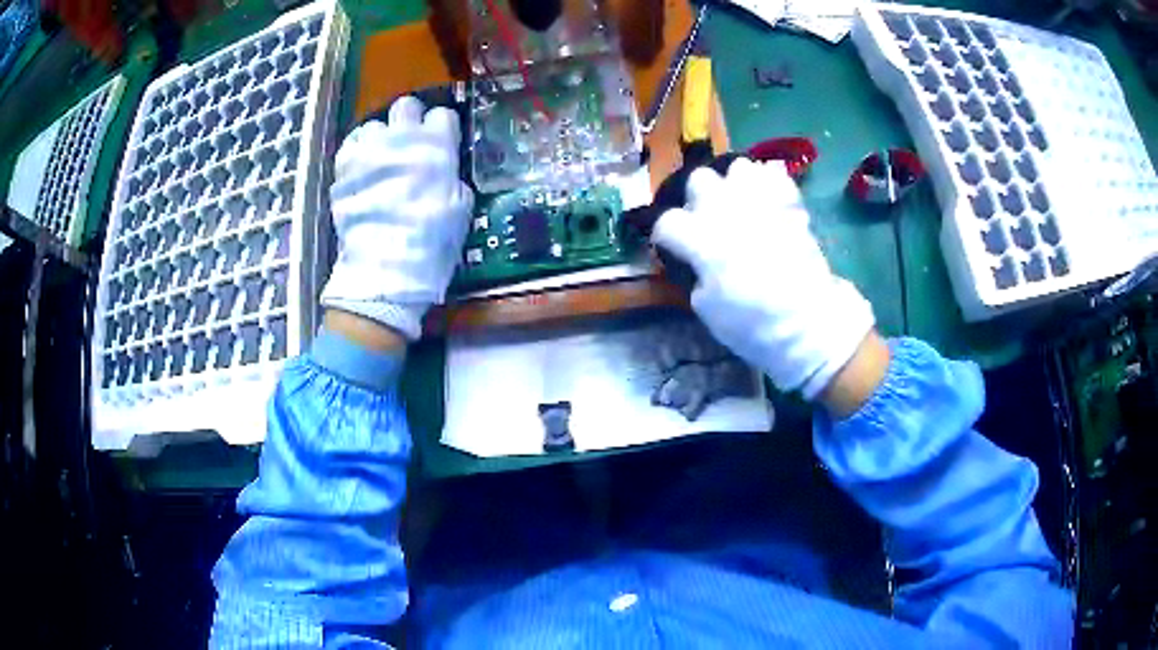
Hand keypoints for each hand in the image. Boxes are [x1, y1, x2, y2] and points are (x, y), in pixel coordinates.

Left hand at [321, 96, 472, 340]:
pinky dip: (358, 153)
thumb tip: (445, 171)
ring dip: (380, 137)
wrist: (386, 266)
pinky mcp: (344, 166)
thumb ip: (452, 177)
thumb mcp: (460, 208)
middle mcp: (402, 137)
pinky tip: (362, 170)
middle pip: (405, 106)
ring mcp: (369, 149)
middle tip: (408, 141)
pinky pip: (351, 144)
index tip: (441, 141)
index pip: (442, 115)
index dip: (442, 128)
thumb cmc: (432, 240)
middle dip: (408, 120)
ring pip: (374, 123)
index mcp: (437, 146)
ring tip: (380, 159)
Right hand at [651, 158, 875, 399]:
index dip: (665, 235)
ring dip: (734, 184)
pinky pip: (775, 178)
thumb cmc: (752, 323)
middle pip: (699, 179)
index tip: (672, 248)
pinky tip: (769, 202)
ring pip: (737, 168)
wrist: (808, 322)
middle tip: (705, 219)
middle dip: (697, 197)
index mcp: (701, 238)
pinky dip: (769, 186)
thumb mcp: (707, 309)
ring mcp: (761, 203)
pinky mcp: (789, 205)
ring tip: (739, 204)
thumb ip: (696, 275)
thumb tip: (698, 263)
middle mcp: (726, 210)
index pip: (667, 222)